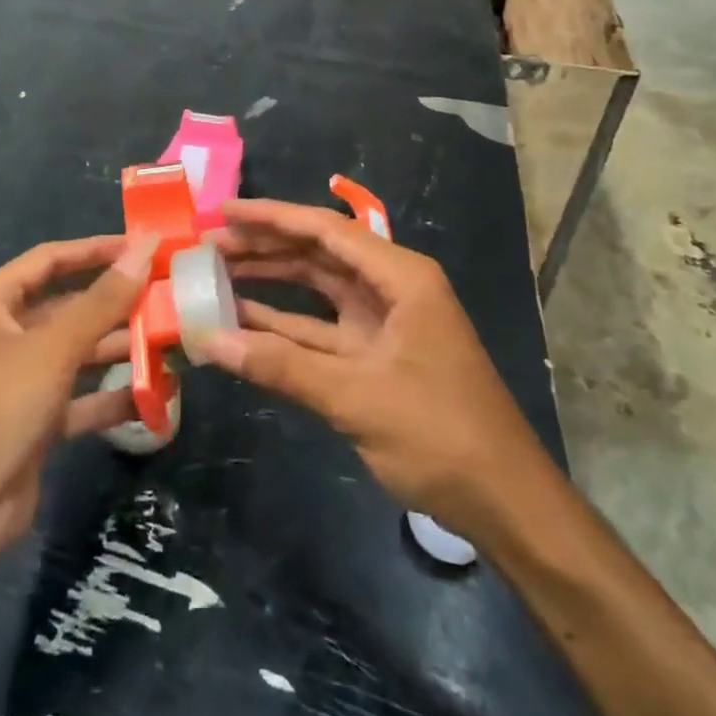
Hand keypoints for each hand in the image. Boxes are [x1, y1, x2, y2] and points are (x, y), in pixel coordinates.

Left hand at [0, 236, 151, 573]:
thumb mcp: (50, 349)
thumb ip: (102, 301)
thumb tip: (144, 250)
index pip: (51, 260)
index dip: (96, 250)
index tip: (143, 248)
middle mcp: (4, 336)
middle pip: (68, 308)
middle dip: (116, 304)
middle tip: (168, 300)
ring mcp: (18, 384)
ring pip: (77, 355)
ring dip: (119, 350)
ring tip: (170, 344)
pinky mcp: (33, 427)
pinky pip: (79, 402)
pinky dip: (111, 399)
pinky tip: (154, 397)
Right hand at [207, 199, 541, 540]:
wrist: (505, 502)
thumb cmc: (440, 434)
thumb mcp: (356, 396)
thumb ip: (281, 365)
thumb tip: (210, 339)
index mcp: (400, 277)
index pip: (325, 230)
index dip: (271, 217)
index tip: (224, 212)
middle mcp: (391, 288)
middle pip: (319, 253)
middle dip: (266, 246)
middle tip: (210, 243)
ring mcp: (383, 323)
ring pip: (317, 289)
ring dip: (271, 282)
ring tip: (217, 272)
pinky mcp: (375, 356)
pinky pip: (321, 330)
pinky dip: (285, 326)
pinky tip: (244, 320)